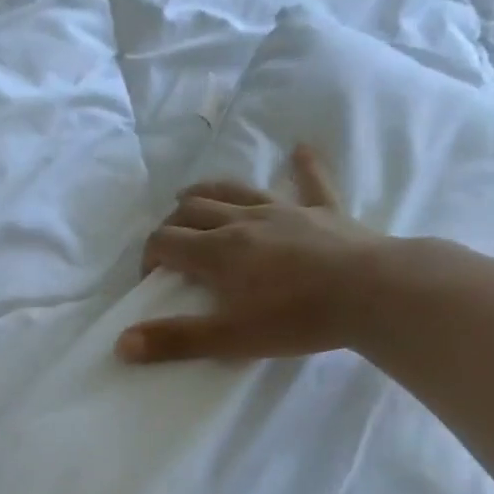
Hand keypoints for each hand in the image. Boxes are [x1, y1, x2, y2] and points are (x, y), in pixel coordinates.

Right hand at [117, 145, 384, 363]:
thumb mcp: (228, 338)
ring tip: (192, 195)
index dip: (150, 257)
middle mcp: (243, 222)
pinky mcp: (324, 211)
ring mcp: (285, 211)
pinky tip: (299, 149)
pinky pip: (312, 181)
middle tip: (169, 242)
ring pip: (236, 190)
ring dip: (210, 191)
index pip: (165, 242)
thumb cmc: (295, 318)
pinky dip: (303, 165)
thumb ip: (174, 340)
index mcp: (217, 252)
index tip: (152, 278)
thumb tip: (121, 344)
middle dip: (172, 222)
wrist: (373, 293)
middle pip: (194, 210)